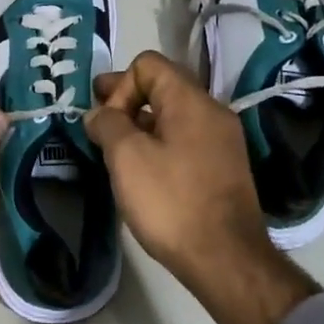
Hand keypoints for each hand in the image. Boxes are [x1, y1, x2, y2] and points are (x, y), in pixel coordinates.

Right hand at [84, 51, 270, 278]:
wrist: (226, 259)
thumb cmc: (171, 201)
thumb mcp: (126, 157)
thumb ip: (107, 124)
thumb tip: (100, 114)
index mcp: (191, 100)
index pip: (148, 64)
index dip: (120, 85)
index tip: (107, 121)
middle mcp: (212, 112)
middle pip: (162, 87)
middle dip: (126, 100)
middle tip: (98, 120)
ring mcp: (222, 141)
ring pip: (173, 116)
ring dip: (142, 124)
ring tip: (115, 148)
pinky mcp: (223, 168)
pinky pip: (185, 139)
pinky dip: (159, 143)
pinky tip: (143, 169)